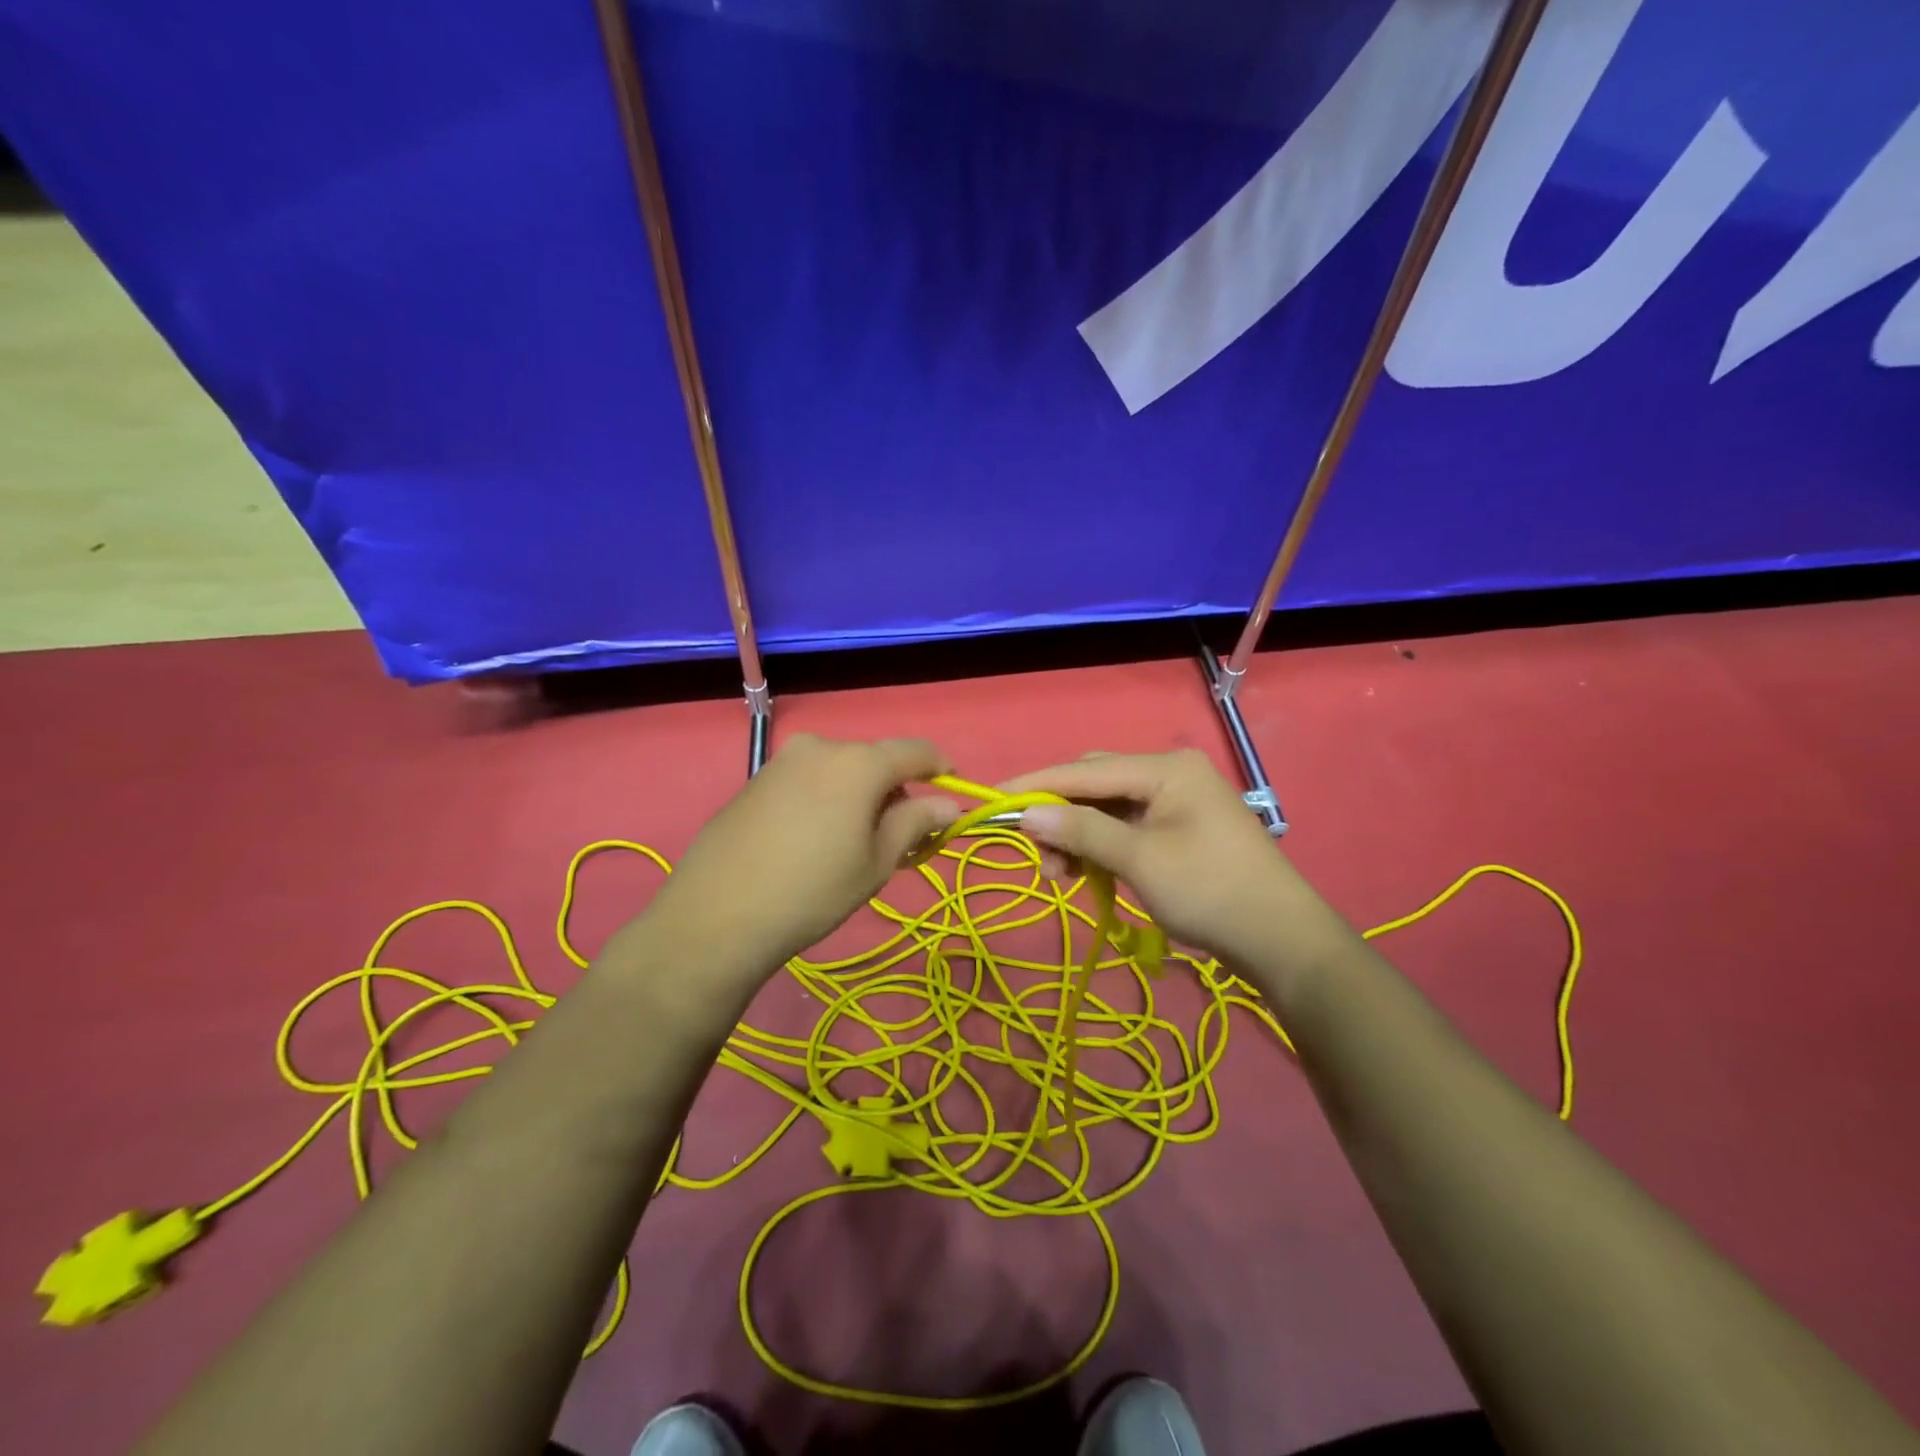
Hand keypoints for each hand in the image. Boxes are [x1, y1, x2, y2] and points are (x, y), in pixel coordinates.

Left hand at [635, 734, 959, 990]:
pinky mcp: (755, 780)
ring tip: (851, 844)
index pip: (915, 751)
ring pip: (840, 770)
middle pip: (875, 760)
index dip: (940, 768)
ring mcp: (782, 761)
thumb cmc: (812, 891)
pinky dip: (825, 799)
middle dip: (894, 791)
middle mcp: (821, 747)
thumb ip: (915, 823)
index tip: (951, 794)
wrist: (716, 915)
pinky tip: (812, 841)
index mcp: (858, 762)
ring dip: (858, 795)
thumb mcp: (876, 862)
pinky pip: (807, 780)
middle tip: (897, 838)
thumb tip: (948, 805)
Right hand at [1002, 750, 1344, 980]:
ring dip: (1077, 836)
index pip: (1085, 770)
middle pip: (1094, 784)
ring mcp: (1175, 802)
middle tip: (1034, 853)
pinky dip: (1100, 847)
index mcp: (1165, 768)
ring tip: (1059, 875)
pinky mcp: (1177, 830)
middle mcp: (1169, 774)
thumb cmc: (1210, 891)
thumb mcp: (1140, 860)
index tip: (992, 799)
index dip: (1036, 785)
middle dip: (1058, 816)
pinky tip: (1085, 872)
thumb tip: (1026, 815)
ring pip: (1106, 809)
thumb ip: (1082, 832)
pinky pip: (1125, 828)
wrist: (1282, 940)